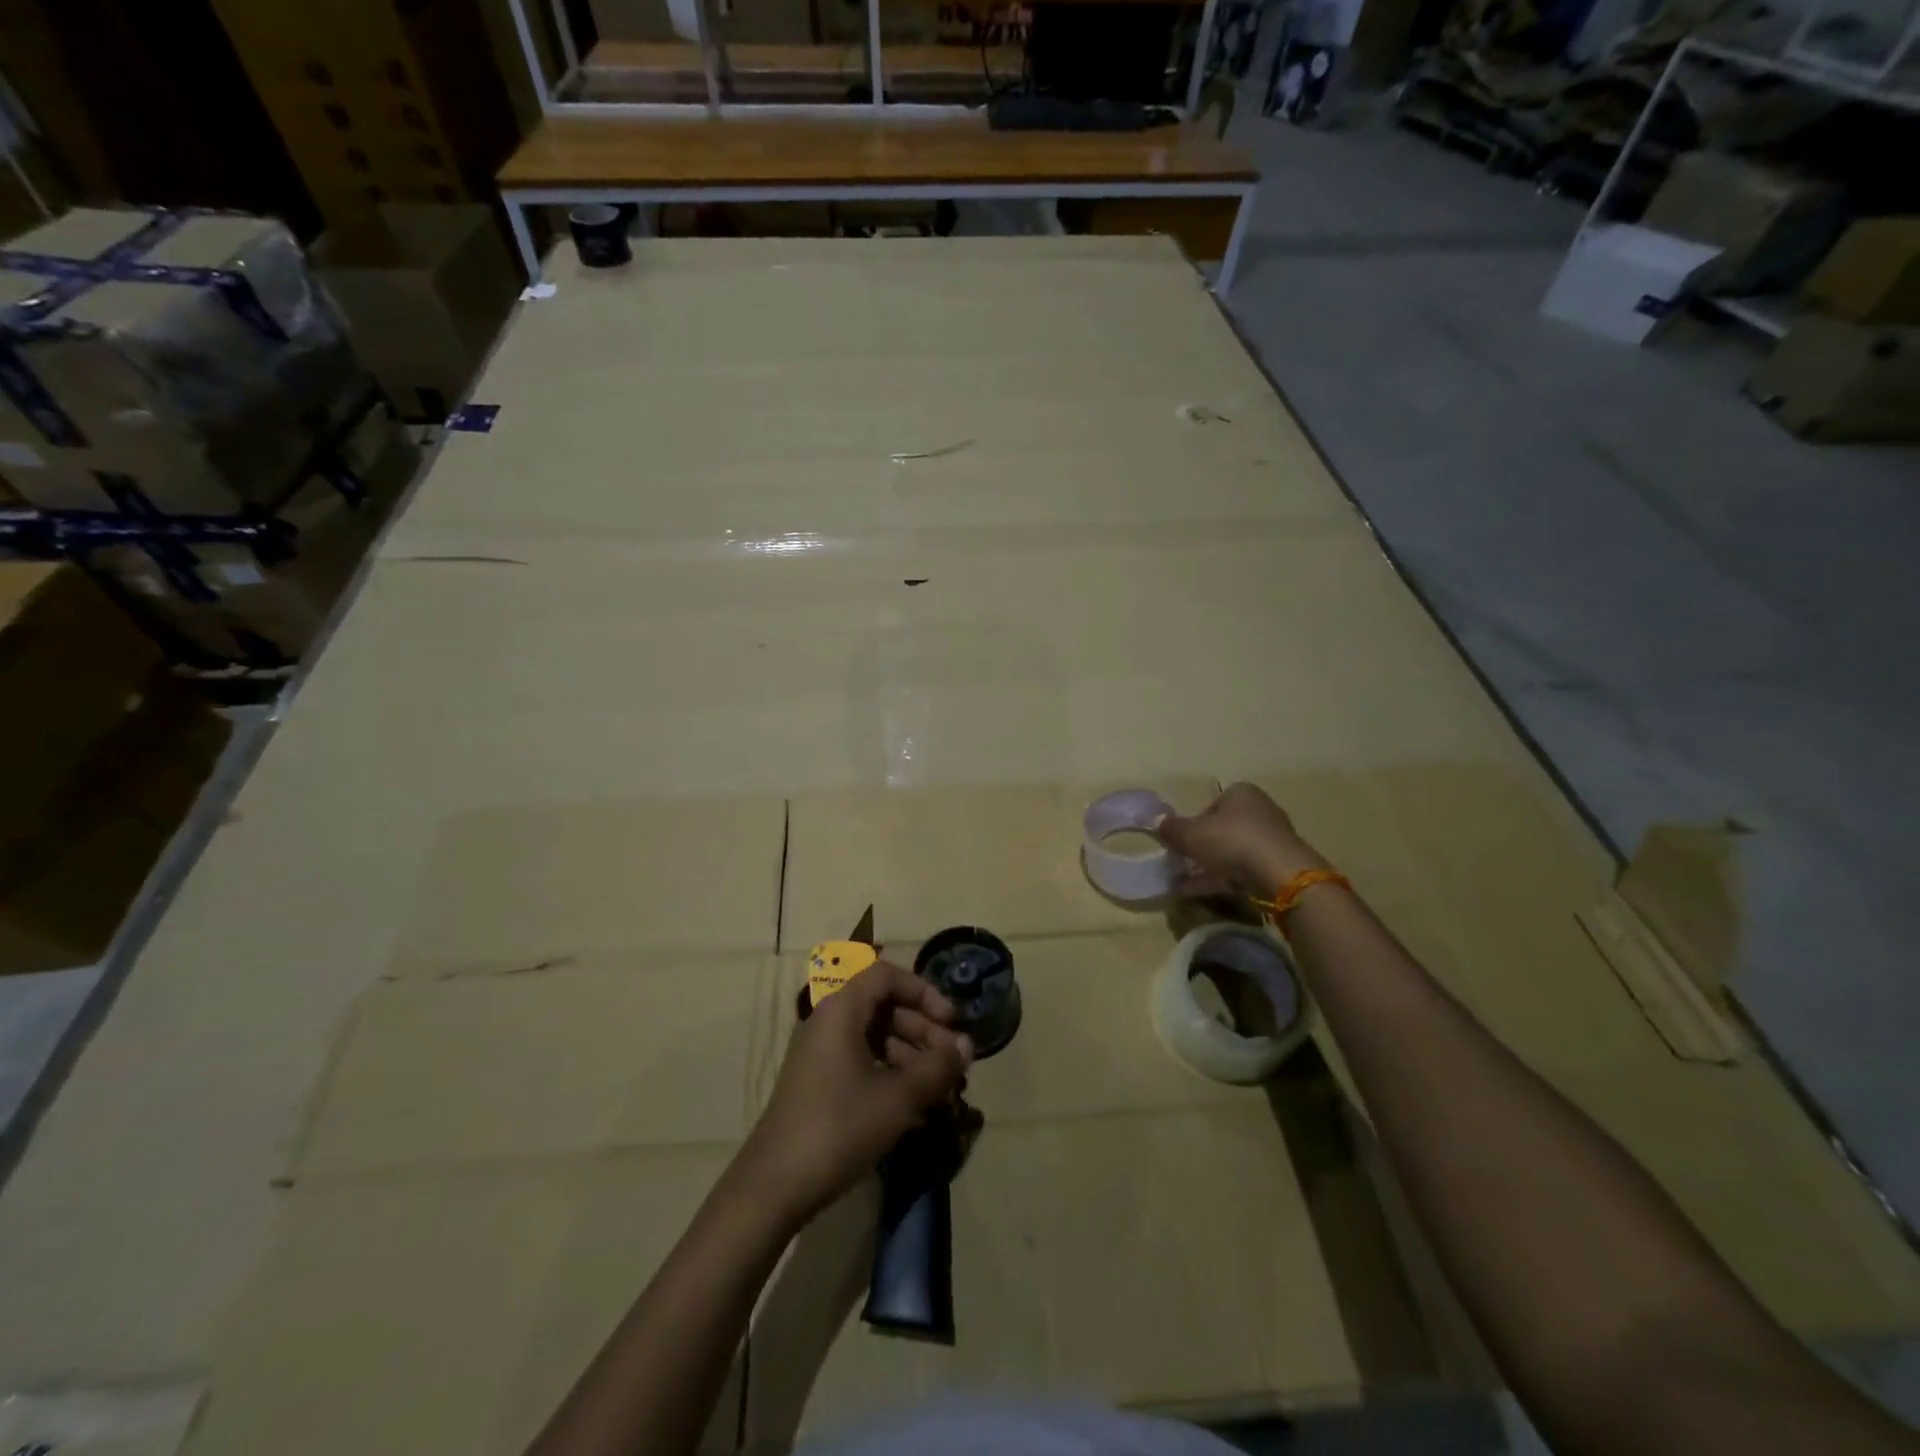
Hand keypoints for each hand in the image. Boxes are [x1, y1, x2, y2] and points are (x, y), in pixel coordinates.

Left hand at [739, 960, 972, 1224]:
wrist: (774, 1187)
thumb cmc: (839, 1127)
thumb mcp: (898, 1097)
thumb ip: (937, 1067)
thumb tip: (967, 1046)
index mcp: (842, 1009)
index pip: (888, 976)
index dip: (925, 992)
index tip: (952, 1022)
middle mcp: (829, 1022)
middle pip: (885, 1007)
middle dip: (925, 1032)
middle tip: (955, 1066)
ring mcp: (822, 1053)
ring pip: (877, 1038)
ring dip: (913, 1058)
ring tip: (943, 1092)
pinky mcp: (820, 1083)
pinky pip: (864, 1063)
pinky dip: (892, 1077)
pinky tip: (918, 1110)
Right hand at [1153, 782, 1326, 899]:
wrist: (1280, 875)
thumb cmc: (1231, 841)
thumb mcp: (1190, 834)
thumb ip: (1171, 828)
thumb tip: (1155, 820)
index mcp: (1241, 793)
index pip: (1211, 805)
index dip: (1193, 824)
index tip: (1182, 842)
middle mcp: (1260, 810)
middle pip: (1222, 830)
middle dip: (1201, 848)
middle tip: (1182, 864)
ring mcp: (1271, 840)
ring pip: (1232, 853)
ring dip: (1209, 867)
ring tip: (1184, 884)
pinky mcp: (1278, 866)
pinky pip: (1243, 871)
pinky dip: (1222, 880)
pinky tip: (1200, 893)